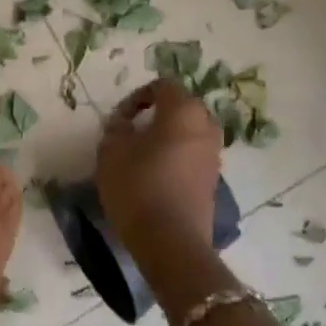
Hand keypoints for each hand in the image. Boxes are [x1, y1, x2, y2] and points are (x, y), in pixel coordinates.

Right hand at [95, 80, 223, 261]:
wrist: (170, 239)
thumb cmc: (137, 185)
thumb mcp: (111, 150)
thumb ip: (116, 127)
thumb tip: (124, 123)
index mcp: (184, 111)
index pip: (164, 85)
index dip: (138, 96)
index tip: (120, 117)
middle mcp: (206, 127)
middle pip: (181, 108)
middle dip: (156, 115)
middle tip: (131, 132)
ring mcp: (214, 156)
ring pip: (189, 134)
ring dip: (167, 137)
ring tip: (141, 156)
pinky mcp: (213, 181)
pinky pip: (193, 157)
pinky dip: (175, 158)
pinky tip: (155, 177)